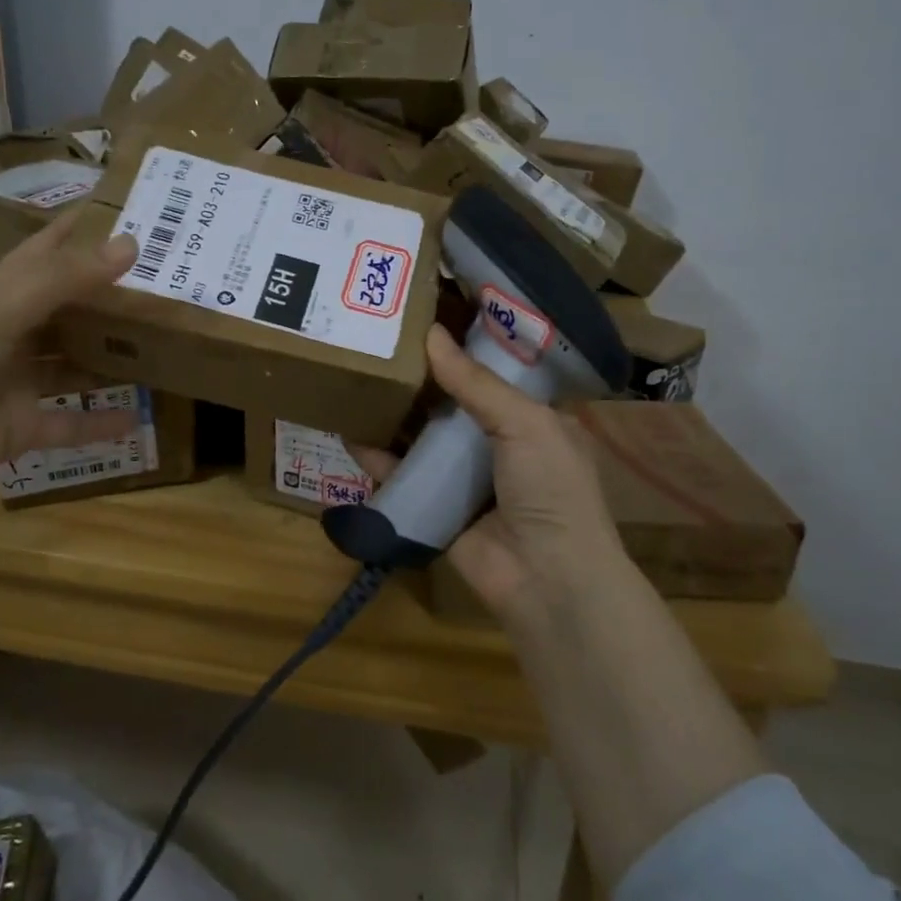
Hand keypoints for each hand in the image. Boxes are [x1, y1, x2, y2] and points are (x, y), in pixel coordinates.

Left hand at [0, 213, 139, 498]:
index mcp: (5, 291)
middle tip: (171, 286)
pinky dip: (100, 423)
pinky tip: (139, 420)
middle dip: (114, 299)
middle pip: (73, 309)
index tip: (133, 211)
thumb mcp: (3, 306)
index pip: (50, 249)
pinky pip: (70, 423)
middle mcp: (17, 331)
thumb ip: (66, 278)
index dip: (84, 229)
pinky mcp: (22, 426)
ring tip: (167, 349)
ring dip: (113, 360)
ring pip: (76, 365)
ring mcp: (20, 380)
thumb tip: (131, 243)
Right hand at [353, 325, 625, 623]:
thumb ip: (476, 382)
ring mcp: (465, 479)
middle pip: (452, 404)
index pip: (494, 375)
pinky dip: (378, 458)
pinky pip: (402, 476)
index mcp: (532, 421)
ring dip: (395, 415)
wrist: (547, 580)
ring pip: (423, 438)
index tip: (426, 319)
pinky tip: (350, 433)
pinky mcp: (436, 508)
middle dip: (421, 380)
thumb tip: (431, 334)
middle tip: (380, 344)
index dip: (463, 349)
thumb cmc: (551, 488)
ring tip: (359, 380)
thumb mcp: (525, 423)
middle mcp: (498, 445)